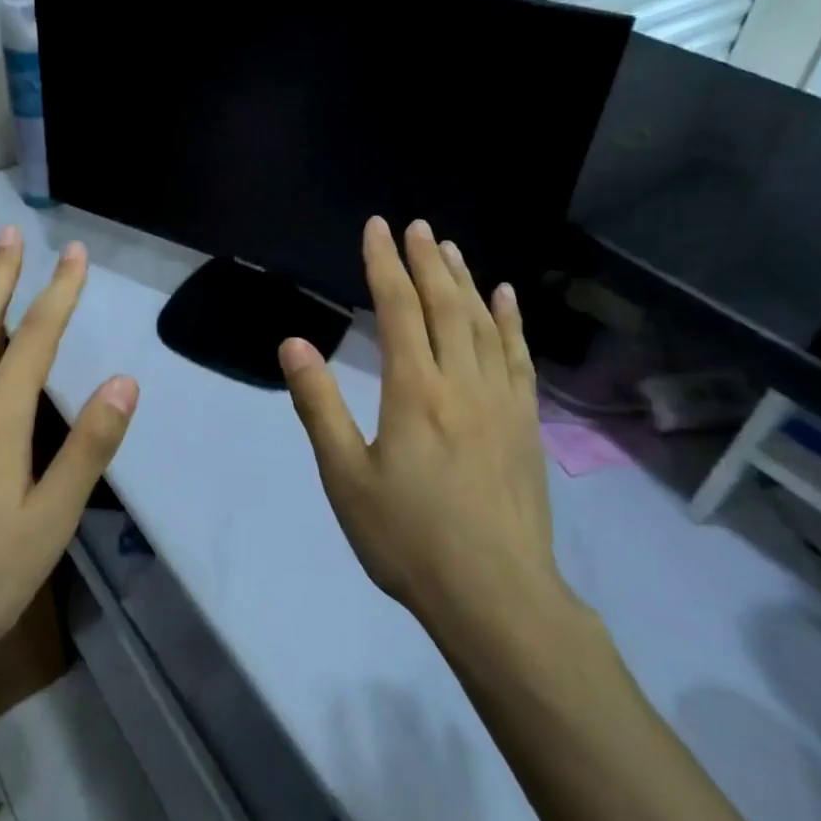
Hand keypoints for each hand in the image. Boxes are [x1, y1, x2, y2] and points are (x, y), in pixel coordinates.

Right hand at [278, 218, 566, 636]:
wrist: (495, 595)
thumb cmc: (408, 539)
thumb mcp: (346, 477)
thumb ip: (320, 405)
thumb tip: (294, 343)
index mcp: (414, 391)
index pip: (398, 310)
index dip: (384, 265)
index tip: (376, 228)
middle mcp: (462, 382)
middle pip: (445, 305)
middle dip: (427, 260)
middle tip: (416, 226)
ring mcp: (501, 401)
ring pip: (484, 323)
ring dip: (466, 280)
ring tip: (451, 248)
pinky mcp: (526, 424)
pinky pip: (519, 357)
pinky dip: (511, 321)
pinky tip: (506, 298)